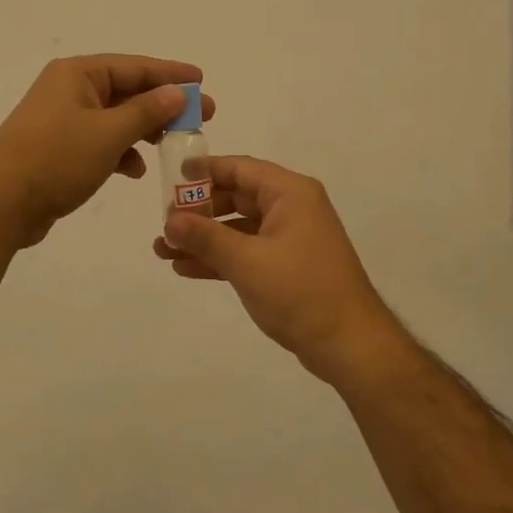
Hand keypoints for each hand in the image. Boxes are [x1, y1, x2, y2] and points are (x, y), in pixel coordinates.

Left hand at [0, 55, 214, 246]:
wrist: (0, 205)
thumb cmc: (55, 160)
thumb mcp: (108, 134)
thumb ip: (146, 111)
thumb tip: (177, 92)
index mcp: (77, 74)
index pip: (134, 66)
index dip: (171, 74)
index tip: (202, 81)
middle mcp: (69, 90)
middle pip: (127, 91)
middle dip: (164, 106)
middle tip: (202, 118)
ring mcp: (63, 120)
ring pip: (116, 118)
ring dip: (144, 131)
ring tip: (174, 145)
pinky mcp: (60, 149)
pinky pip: (101, 141)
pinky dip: (121, 152)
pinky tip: (135, 170)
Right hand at [153, 156, 404, 384]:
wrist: (349, 344)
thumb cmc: (299, 291)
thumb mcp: (246, 261)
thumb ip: (205, 237)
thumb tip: (170, 220)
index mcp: (290, 193)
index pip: (240, 168)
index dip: (205, 170)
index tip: (171, 177)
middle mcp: (292, 208)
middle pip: (237, 197)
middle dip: (198, 211)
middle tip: (164, 223)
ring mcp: (291, 238)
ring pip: (239, 228)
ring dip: (204, 239)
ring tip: (163, 251)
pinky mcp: (288, 266)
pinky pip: (247, 252)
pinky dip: (220, 258)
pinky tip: (186, 269)